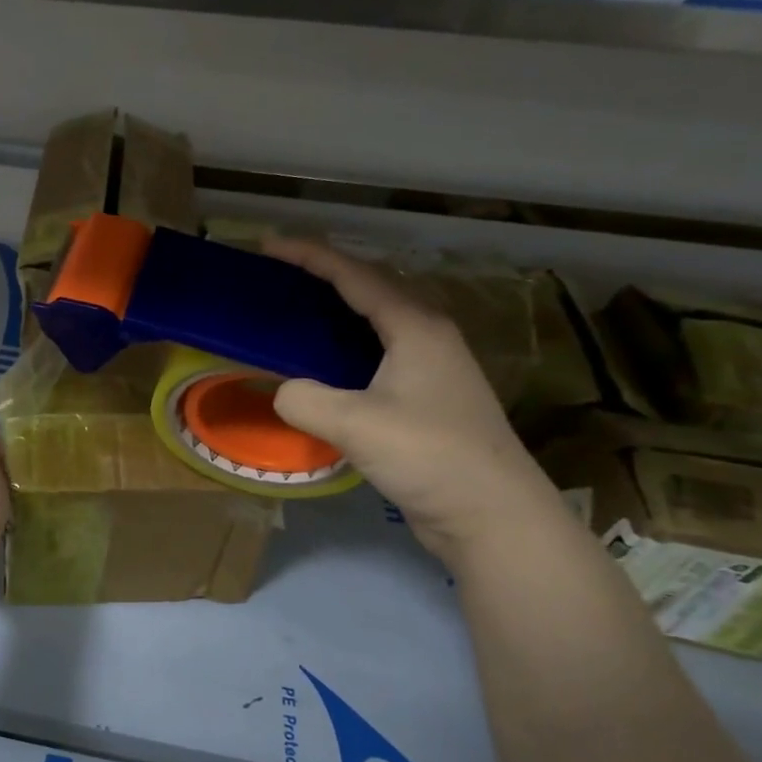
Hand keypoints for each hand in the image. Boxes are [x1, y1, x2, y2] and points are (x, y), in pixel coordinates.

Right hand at [263, 237, 563, 563]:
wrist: (493, 516)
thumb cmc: (430, 456)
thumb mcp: (355, 424)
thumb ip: (304, 399)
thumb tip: (283, 391)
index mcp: (416, 328)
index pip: (356, 276)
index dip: (311, 256)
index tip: (269, 245)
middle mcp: (428, 339)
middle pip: (370, 291)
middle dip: (324, 277)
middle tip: (278, 278)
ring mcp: (431, 371)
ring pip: (375, 325)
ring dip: (334, 314)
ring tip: (293, 315)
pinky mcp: (427, 401)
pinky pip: (375, 358)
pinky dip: (342, 350)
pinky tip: (321, 369)